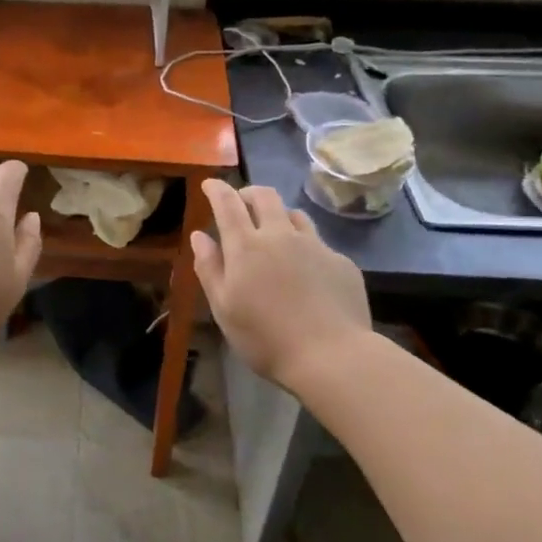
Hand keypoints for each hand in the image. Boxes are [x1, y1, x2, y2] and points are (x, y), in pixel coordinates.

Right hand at [192, 179, 373, 394]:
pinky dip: (305, 247)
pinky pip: (319, 243)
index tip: (210, 184)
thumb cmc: (265, 337)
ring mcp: (315, 245)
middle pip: (265, 196)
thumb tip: (200, 235)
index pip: (227, 204)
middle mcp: (280, 235)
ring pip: (295, 215)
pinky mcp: (341, 262)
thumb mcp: (223, 308)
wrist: (332, 357)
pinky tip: (307, 271)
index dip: (217, 189)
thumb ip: (209, 267)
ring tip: (275, 232)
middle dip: (249, 193)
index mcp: (246, 246)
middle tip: (242, 202)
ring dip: (279, 216)